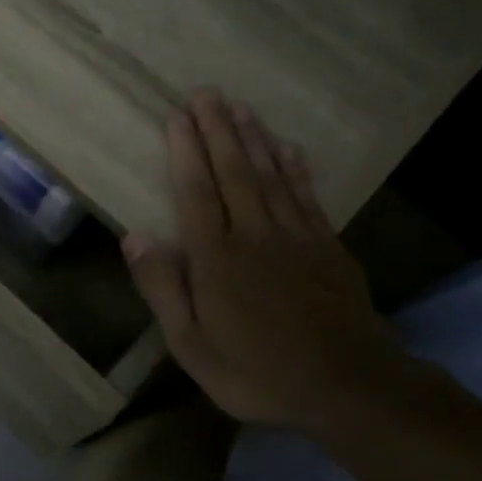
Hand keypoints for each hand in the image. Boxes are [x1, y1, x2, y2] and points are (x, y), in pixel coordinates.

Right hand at [123, 92, 407, 431]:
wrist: (348, 387)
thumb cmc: (256, 371)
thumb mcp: (191, 344)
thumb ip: (162, 288)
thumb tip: (133, 236)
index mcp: (216, 259)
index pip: (196, 193)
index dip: (185, 153)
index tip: (178, 117)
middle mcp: (255, 235)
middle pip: (234, 173)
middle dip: (218, 130)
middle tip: (207, 93)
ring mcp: (297, 238)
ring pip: (271, 176)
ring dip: (254, 139)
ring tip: (241, 107)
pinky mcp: (328, 248)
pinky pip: (307, 196)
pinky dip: (295, 168)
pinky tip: (287, 148)